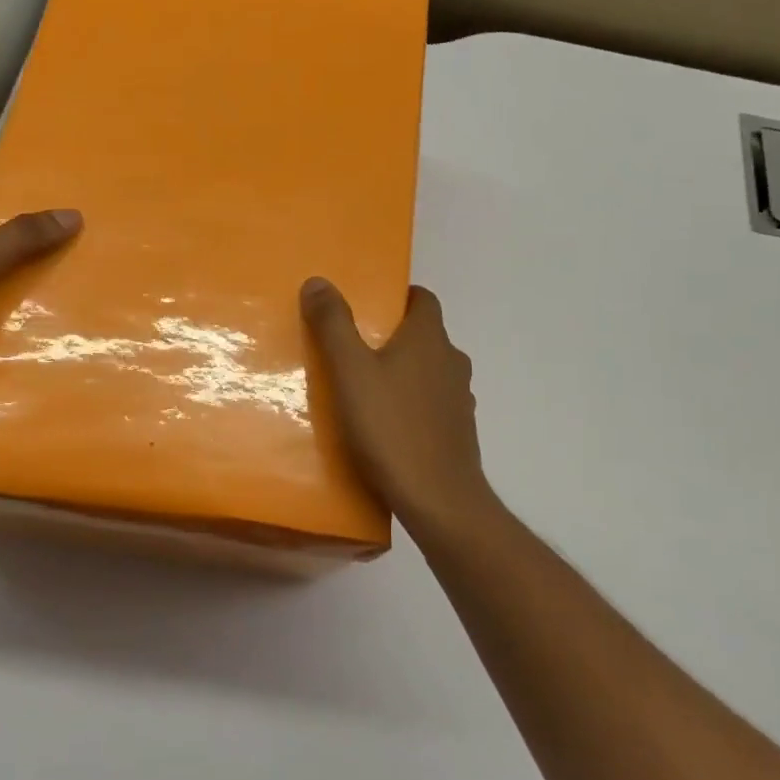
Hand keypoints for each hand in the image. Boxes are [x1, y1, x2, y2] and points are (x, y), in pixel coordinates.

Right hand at [301, 278, 498, 532]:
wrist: (438, 498)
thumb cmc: (391, 427)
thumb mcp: (349, 372)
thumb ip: (333, 325)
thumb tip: (319, 281)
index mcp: (429, 339)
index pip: (423, 299)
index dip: (400, 297)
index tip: (370, 307)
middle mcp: (452, 361)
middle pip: (426, 336)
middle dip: (396, 337)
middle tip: (356, 349)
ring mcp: (461, 399)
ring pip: (431, 372)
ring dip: (406, 373)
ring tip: (368, 389)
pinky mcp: (459, 432)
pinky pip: (434, 405)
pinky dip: (415, 405)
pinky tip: (389, 426)